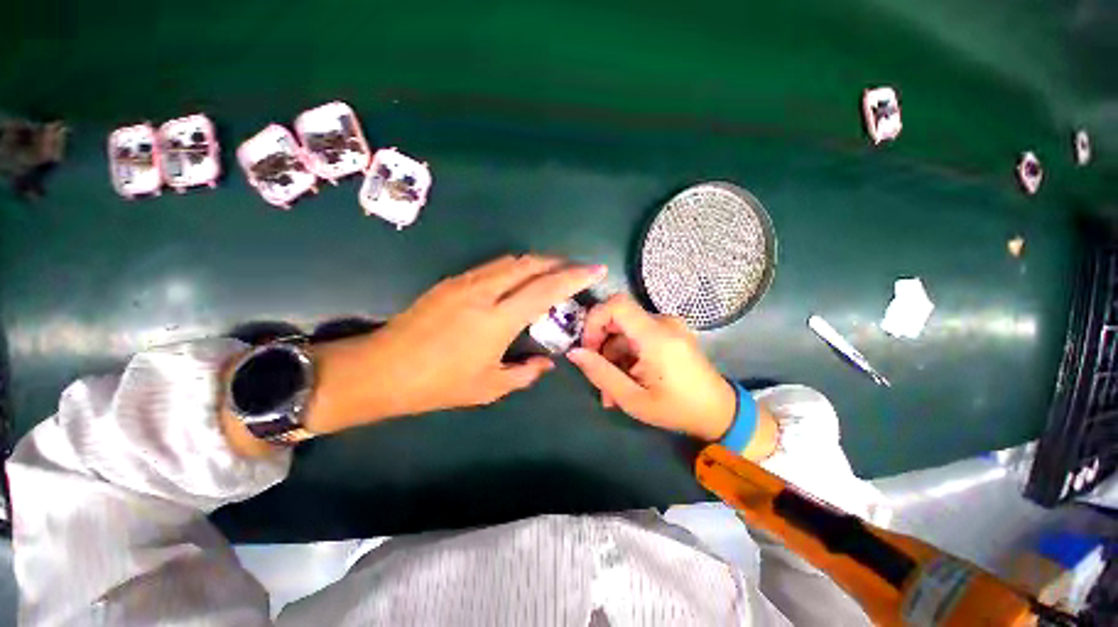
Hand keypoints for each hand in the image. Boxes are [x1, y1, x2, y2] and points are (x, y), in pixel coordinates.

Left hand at [302, 255, 606, 432]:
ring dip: (536, 263)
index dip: (574, 277)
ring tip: (551, 273)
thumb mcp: (488, 387)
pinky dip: (514, 267)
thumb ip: (525, 373)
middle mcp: (484, 292)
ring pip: (511, 260)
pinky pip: (493, 266)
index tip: (594, 269)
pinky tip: (518, 279)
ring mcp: (465, 282)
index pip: (546, 289)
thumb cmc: (438, 384)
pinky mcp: (451, 281)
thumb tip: (547, 363)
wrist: (382, 369)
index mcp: (498, 319)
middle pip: (530, 264)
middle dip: (558, 263)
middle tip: (574, 270)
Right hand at [566, 294, 736, 441]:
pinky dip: (627, 354)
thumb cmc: (677, 409)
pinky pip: (638, 336)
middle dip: (601, 344)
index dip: (594, 320)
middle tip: (597, 374)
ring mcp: (669, 326)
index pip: (616, 304)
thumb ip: (600, 373)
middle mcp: (663, 323)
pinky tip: (626, 379)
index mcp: (656, 336)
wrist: (720, 413)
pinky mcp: (670, 333)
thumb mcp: (632, 399)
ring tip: (611, 389)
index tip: (587, 348)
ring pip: (626, 330)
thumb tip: (573, 352)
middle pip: (618, 318)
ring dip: (613, 355)